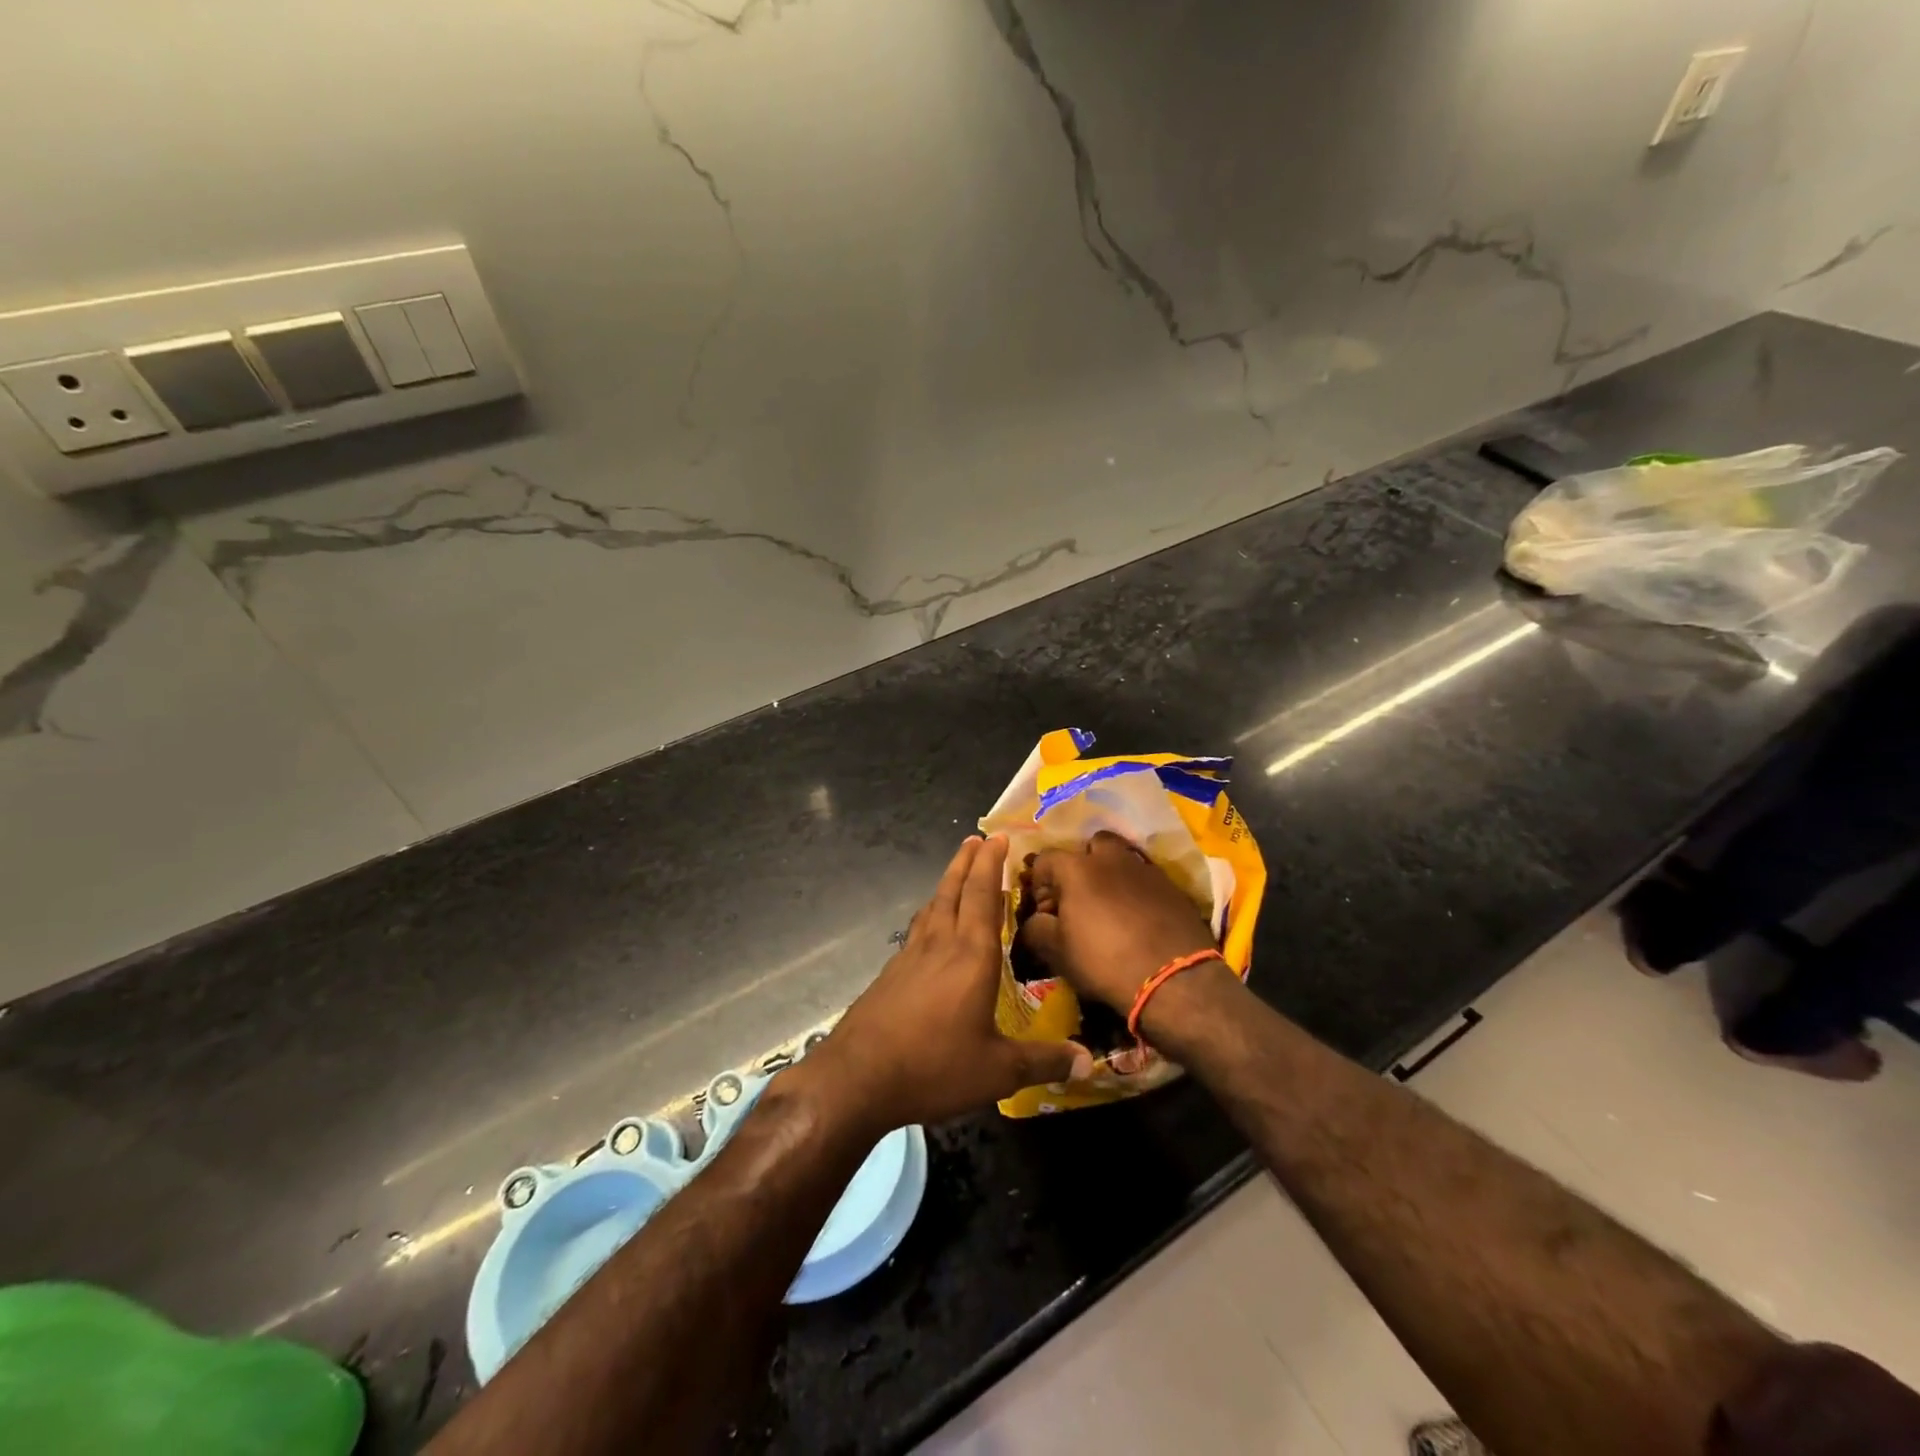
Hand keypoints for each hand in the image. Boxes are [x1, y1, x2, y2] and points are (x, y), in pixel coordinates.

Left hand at [804, 836, 1091, 1132]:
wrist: (858, 1077)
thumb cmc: (934, 1066)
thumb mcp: (997, 1072)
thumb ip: (1043, 1061)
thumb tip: (1087, 1061)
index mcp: (971, 956)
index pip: (983, 896)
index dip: (991, 864)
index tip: (998, 837)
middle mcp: (941, 945)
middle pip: (953, 890)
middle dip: (967, 861)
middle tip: (977, 838)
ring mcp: (910, 956)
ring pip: (933, 906)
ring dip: (947, 882)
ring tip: (957, 871)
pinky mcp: (891, 973)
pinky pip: (918, 928)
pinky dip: (931, 912)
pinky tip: (930, 925)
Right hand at [1018, 831, 1217, 1014]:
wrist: (1174, 979)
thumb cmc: (1105, 962)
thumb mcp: (1058, 952)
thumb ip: (1036, 928)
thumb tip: (1035, 920)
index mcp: (1077, 868)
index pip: (1046, 859)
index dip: (1039, 882)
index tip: (1044, 909)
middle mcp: (1111, 858)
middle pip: (1091, 845)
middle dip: (1081, 864)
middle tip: (1079, 896)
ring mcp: (1145, 868)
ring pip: (1122, 858)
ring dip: (1111, 874)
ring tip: (1109, 905)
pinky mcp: (1172, 886)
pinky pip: (1145, 878)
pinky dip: (1136, 890)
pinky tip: (1137, 917)